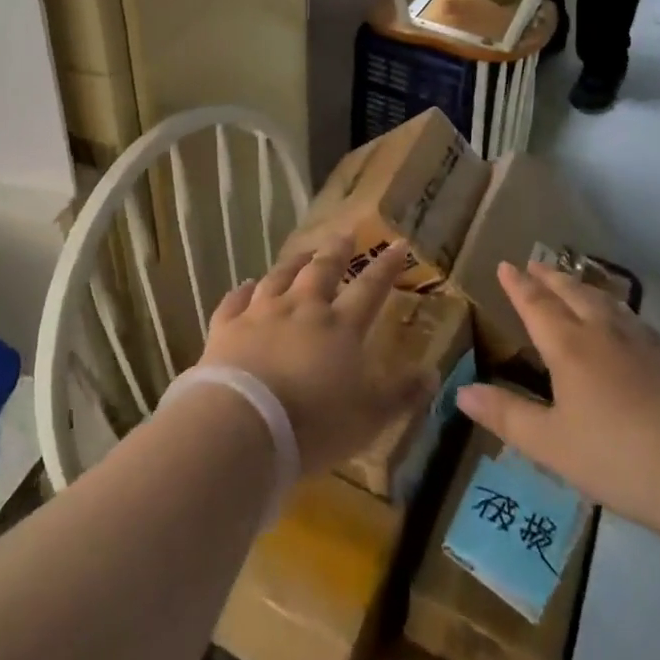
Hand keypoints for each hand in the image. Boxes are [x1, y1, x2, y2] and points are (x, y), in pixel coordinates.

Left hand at [196, 237, 432, 474]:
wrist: (244, 425)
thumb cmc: (315, 424)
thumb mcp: (371, 418)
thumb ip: (402, 394)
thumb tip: (433, 373)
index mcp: (340, 327)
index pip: (370, 288)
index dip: (385, 266)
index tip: (397, 244)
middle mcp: (302, 309)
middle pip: (321, 271)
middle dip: (336, 251)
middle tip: (344, 234)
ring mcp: (261, 314)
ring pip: (279, 277)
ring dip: (293, 263)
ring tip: (302, 253)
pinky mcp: (226, 328)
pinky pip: (235, 301)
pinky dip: (242, 291)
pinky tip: (246, 285)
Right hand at [456, 263, 659, 530]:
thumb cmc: (618, 458)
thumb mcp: (550, 444)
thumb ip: (507, 415)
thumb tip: (462, 391)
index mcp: (569, 348)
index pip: (537, 305)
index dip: (519, 286)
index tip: (507, 265)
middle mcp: (605, 333)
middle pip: (573, 293)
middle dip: (551, 277)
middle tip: (537, 263)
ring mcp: (646, 343)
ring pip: (608, 303)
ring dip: (586, 288)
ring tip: (576, 283)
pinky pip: (639, 322)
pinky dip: (620, 312)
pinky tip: (628, 325)